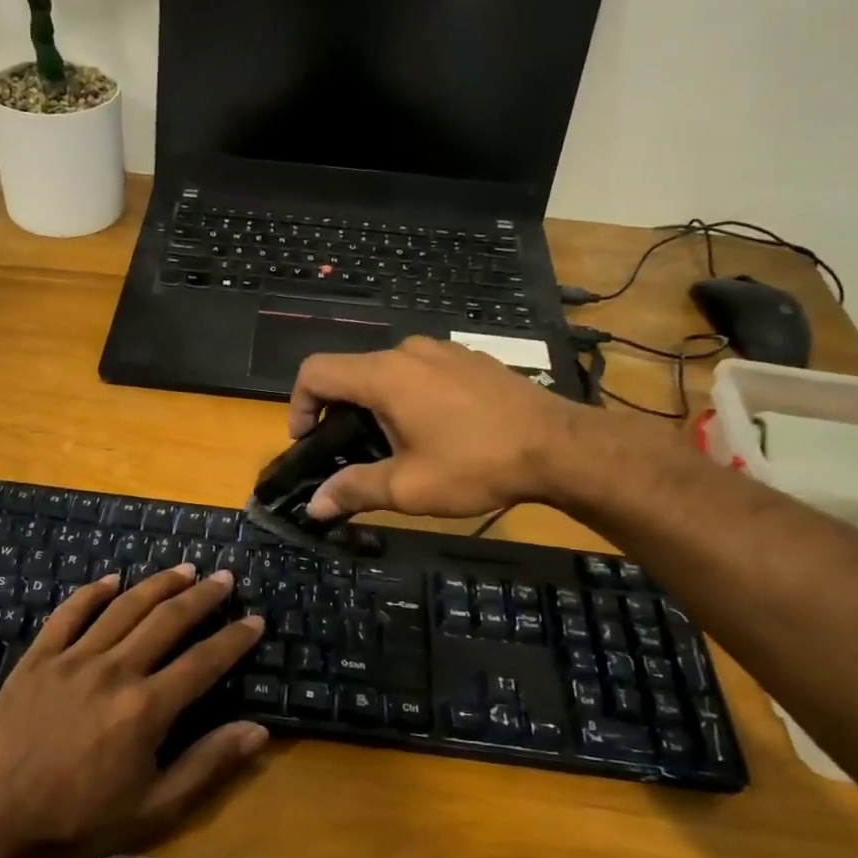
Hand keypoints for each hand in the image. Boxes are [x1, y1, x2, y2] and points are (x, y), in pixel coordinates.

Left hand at [0, 565, 267, 857]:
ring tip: (183, 569)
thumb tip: (258, 730)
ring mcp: (73, 660)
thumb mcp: (156, 807)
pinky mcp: (38, 659)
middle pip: (167, 621)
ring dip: (157, 584)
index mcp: (146, 708)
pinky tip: (112, 579)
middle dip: (201, 597)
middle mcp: (114, 671)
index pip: (203, 662)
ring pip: (123, 608)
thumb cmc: (84, 820)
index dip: (234, 639)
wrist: (1, 824)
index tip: (254, 619)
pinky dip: (91, 593)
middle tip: (223, 578)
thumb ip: (207, 764)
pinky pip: (68, 614)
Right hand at [287, 337, 647, 520]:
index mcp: (384, 375)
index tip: (307, 441)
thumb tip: (315, 506)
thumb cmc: (476, 465)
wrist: (559, 446)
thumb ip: (354, 490)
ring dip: (377, 405)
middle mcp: (408, 352)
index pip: (315, 372)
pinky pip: (421, 372)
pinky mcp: (470, 359)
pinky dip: (410, 396)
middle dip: (340, 412)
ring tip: (396, 446)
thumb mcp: (408, 488)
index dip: (298, 405)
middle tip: (353, 454)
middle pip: (351, 373)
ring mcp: (443, 351)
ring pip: (388, 372)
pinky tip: (436, 431)